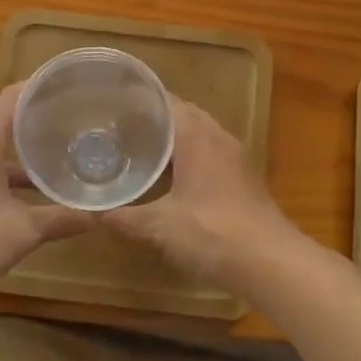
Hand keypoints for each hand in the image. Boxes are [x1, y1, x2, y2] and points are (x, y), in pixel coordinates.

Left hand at [0, 84, 94, 299]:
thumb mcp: (23, 231)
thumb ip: (61, 220)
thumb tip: (97, 218)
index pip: (11, 99)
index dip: (38, 88)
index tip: (65, 87)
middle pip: (1, 124)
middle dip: (35, 125)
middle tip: (69, 126)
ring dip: (19, 157)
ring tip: (53, 162)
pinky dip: (2, 176)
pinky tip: (24, 197)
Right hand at [101, 97, 302, 294]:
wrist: (271, 263)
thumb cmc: (213, 232)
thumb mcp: (160, 226)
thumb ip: (124, 218)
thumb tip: (90, 214)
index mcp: (197, 136)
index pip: (167, 101)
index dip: (140, 98)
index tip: (112, 102)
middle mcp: (218, 138)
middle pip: (183, 115)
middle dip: (153, 118)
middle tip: (118, 127)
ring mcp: (235, 159)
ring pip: (198, 136)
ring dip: (172, 139)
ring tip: (139, 149)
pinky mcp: (243, 180)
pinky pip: (209, 155)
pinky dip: (187, 158)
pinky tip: (169, 179)